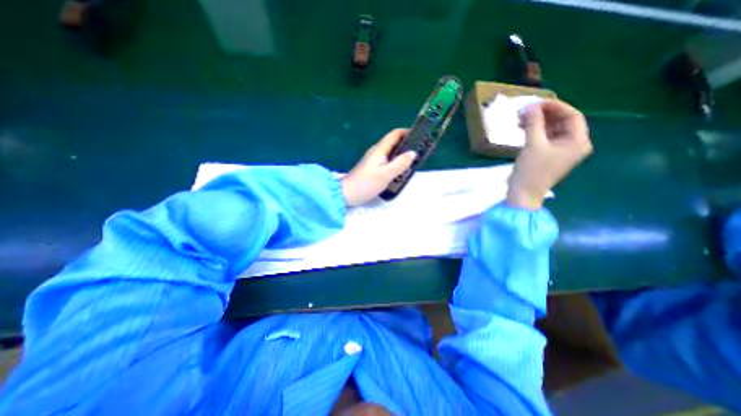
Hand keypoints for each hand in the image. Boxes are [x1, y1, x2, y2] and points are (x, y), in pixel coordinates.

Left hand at [342, 128, 415, 206]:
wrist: (347, 194)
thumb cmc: (366, 183)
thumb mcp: (385, 174)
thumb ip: (400, 163)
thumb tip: (412, 153)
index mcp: (379, 149)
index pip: (394, 134)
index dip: (406, 132)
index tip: (419, 136)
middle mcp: (376, 152)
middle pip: (393, 142)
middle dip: (406, 144)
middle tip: (419, 152)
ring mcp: (373, 160)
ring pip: (390, 153)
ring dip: (401, 155)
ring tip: (412, 162)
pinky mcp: (372, 168)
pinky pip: (387, 161)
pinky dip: (395, 163)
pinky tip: (400, 171)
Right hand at [507, 97, 593, 209]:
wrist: (523, 193)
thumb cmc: (532, 170)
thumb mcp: (533, 145)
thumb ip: (533, 123)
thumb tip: (530, 106)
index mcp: (578, 142)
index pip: (572, 116)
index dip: (555, 107)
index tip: (536, 103)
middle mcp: (573, 144)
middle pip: (562, 121)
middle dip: (544, 114)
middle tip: (526, 110)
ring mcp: (559, 150)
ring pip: (551, 129)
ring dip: (537, 122)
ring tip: (521, 118)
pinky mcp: (547, 154)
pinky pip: (543, 137)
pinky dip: (534, 131)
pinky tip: (522, 128)